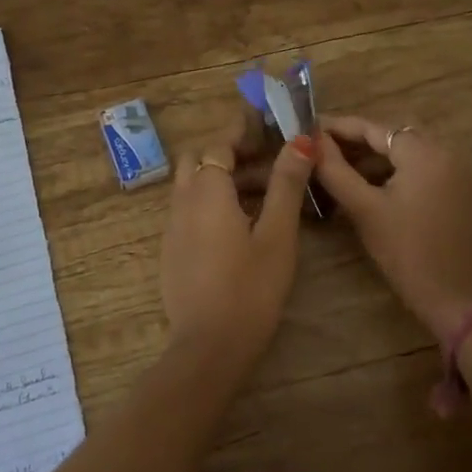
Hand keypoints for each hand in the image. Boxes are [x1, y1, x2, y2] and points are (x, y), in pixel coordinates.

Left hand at [160, 113, 318, 358]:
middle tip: (266, 164)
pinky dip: (212, 205)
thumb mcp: (277, 234)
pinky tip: (240, 230)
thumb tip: (300, 141)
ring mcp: (172, 230)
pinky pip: (189, 213)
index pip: (219, 145)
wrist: (208, 348)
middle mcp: (182, 203)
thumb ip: (286, 184)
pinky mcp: (172, 253)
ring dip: (222, 182)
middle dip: (229, 155)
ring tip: (264, 198)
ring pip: (193, 188)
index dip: (242, 131)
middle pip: (199, 162)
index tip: (266, 124)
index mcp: (207, 191)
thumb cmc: (250, 288)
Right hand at [315, 116, 471, 338]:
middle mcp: (443, 150)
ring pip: (403, 150)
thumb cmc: (406, 251)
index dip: (337, 127)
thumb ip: (335, 171)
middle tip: (317, 148)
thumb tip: (311, 142)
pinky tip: (362, 183)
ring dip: (370, 155)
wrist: (453, 296)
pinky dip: (390, 169)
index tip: (306, 128)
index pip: (373, 127)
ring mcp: (452, 169)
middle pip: (390, 134)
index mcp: (424, 152)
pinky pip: (416, 165)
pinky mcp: (453, 187)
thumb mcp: (364, 209)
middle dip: (353, 140)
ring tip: (333, 166)